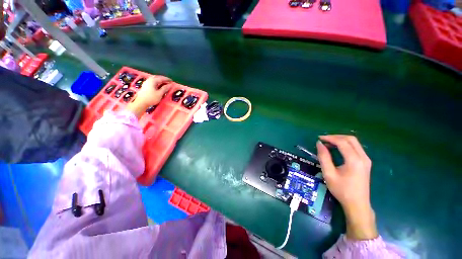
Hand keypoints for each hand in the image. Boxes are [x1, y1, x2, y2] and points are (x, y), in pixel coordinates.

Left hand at [126, 76, 171, 118]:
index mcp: (153, 81)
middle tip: (168, 81)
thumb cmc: (151, 98)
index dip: (167, 79)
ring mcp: (146, 83)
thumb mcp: (160, 93)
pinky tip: (158, 85)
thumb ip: (165, 88)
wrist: (141, 102)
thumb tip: (170, 85)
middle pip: (157, 77)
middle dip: (163, 78)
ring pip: (154, 79)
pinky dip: (157, 82)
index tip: (172, 81)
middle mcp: (149, 80)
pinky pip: (152, 81)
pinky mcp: (145, 86)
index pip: (161, 78)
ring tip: (164, 83)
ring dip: (160, 80)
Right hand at [317, 135, 377, 239]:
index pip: (342, 142)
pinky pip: (356, 148)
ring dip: (341, 140)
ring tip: (328, 144)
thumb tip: (319, 144)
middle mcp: (363, 158)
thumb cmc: (342, 190)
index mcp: (354, 161)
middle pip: (351, 139)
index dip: (329, 138)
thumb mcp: (329, 174)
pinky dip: (345, 145)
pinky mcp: (366, 163)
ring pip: (354, 142)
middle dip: (336, 137)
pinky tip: (337, 149)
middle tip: (324, 140)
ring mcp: (366, 160)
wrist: (357, 204)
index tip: (319, 138)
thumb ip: (323, 157)